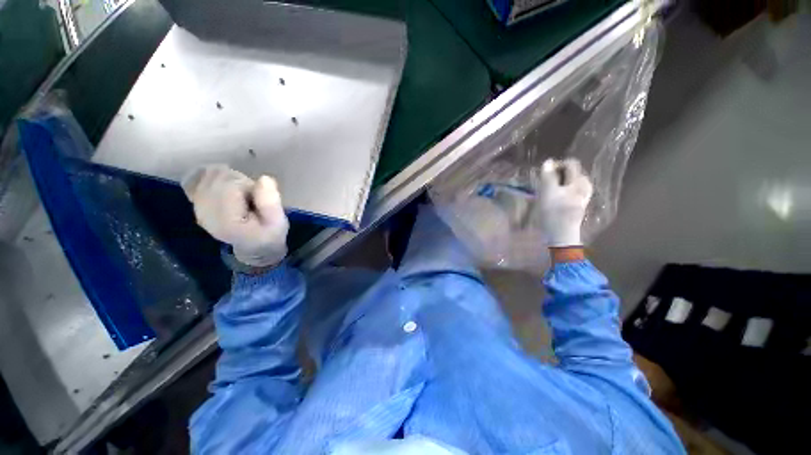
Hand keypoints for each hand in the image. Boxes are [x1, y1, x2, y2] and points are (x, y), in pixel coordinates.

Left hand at [182, 165, 288, 267]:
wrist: (254, 247)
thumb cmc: (269, 234)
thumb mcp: (278, 223)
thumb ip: (271, 203)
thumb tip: (264, 179)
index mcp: (226, 220)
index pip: (231, 185)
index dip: (248, 185)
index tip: (259, 198)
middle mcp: (205, 213)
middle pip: (219, 178)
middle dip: (238, 181)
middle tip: (252, 196)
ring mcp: (197, 208)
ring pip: (209, 176)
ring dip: (228, 179)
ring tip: (241, 194)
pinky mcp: (196, 204)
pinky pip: (195, 180)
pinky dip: (209, 177)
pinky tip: (223, 186)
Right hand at [535, 158, 592, 247]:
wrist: (561, 235)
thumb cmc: (553, 213)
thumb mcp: (548, 192)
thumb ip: (548, 176)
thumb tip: (548, 161)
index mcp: (579, 182)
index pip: (571, 164)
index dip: (557, 165)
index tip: (545, 173)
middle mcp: (584, 187)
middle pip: (572, 173)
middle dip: (558, 174)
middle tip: (545, 183)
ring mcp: (582, 197)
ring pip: (570, 182)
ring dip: (559, 183)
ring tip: (548, 190)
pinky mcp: (578, 205)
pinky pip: (571, 191)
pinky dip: (562, 190)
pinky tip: (555, 198)